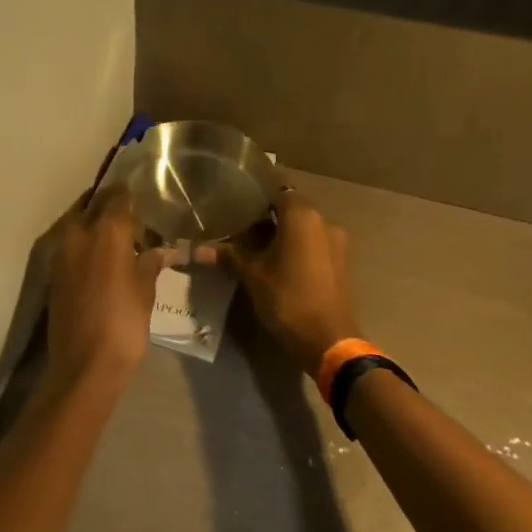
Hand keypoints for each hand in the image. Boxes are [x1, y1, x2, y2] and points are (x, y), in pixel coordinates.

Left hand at [46, 188, 170, 383]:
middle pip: (93, 206)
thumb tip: (159, 250)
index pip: (116, 197)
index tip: (140, 191)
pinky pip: (71, 245)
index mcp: (105, 232)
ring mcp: (61, 253)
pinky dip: (85, 242)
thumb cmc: (124, 324)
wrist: (84, 364)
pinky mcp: (53, 273)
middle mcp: (78, 234)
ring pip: (78, 223)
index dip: (128, 192)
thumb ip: (149, 262)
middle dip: (109, 205)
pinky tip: (102, 255)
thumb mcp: (145, 291)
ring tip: (118, 234)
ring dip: (94, 223)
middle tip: (130, 212)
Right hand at [222, 189, 360, 378]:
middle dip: (264, 218)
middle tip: (236, 228)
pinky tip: (273, 263)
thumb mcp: (251, 276)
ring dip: (279, 234)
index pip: (276, 190)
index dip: (255, 195)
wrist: (328, 340)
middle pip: (289, 209)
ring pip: (301, 228)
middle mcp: (324, 222)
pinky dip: (294, 247)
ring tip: (251, 248)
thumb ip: (227, 255)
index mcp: (303, 216)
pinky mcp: (339, 262)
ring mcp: (335, 243)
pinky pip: (312, 244)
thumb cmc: (287, 299)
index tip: (234, 202)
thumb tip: (193, 250)